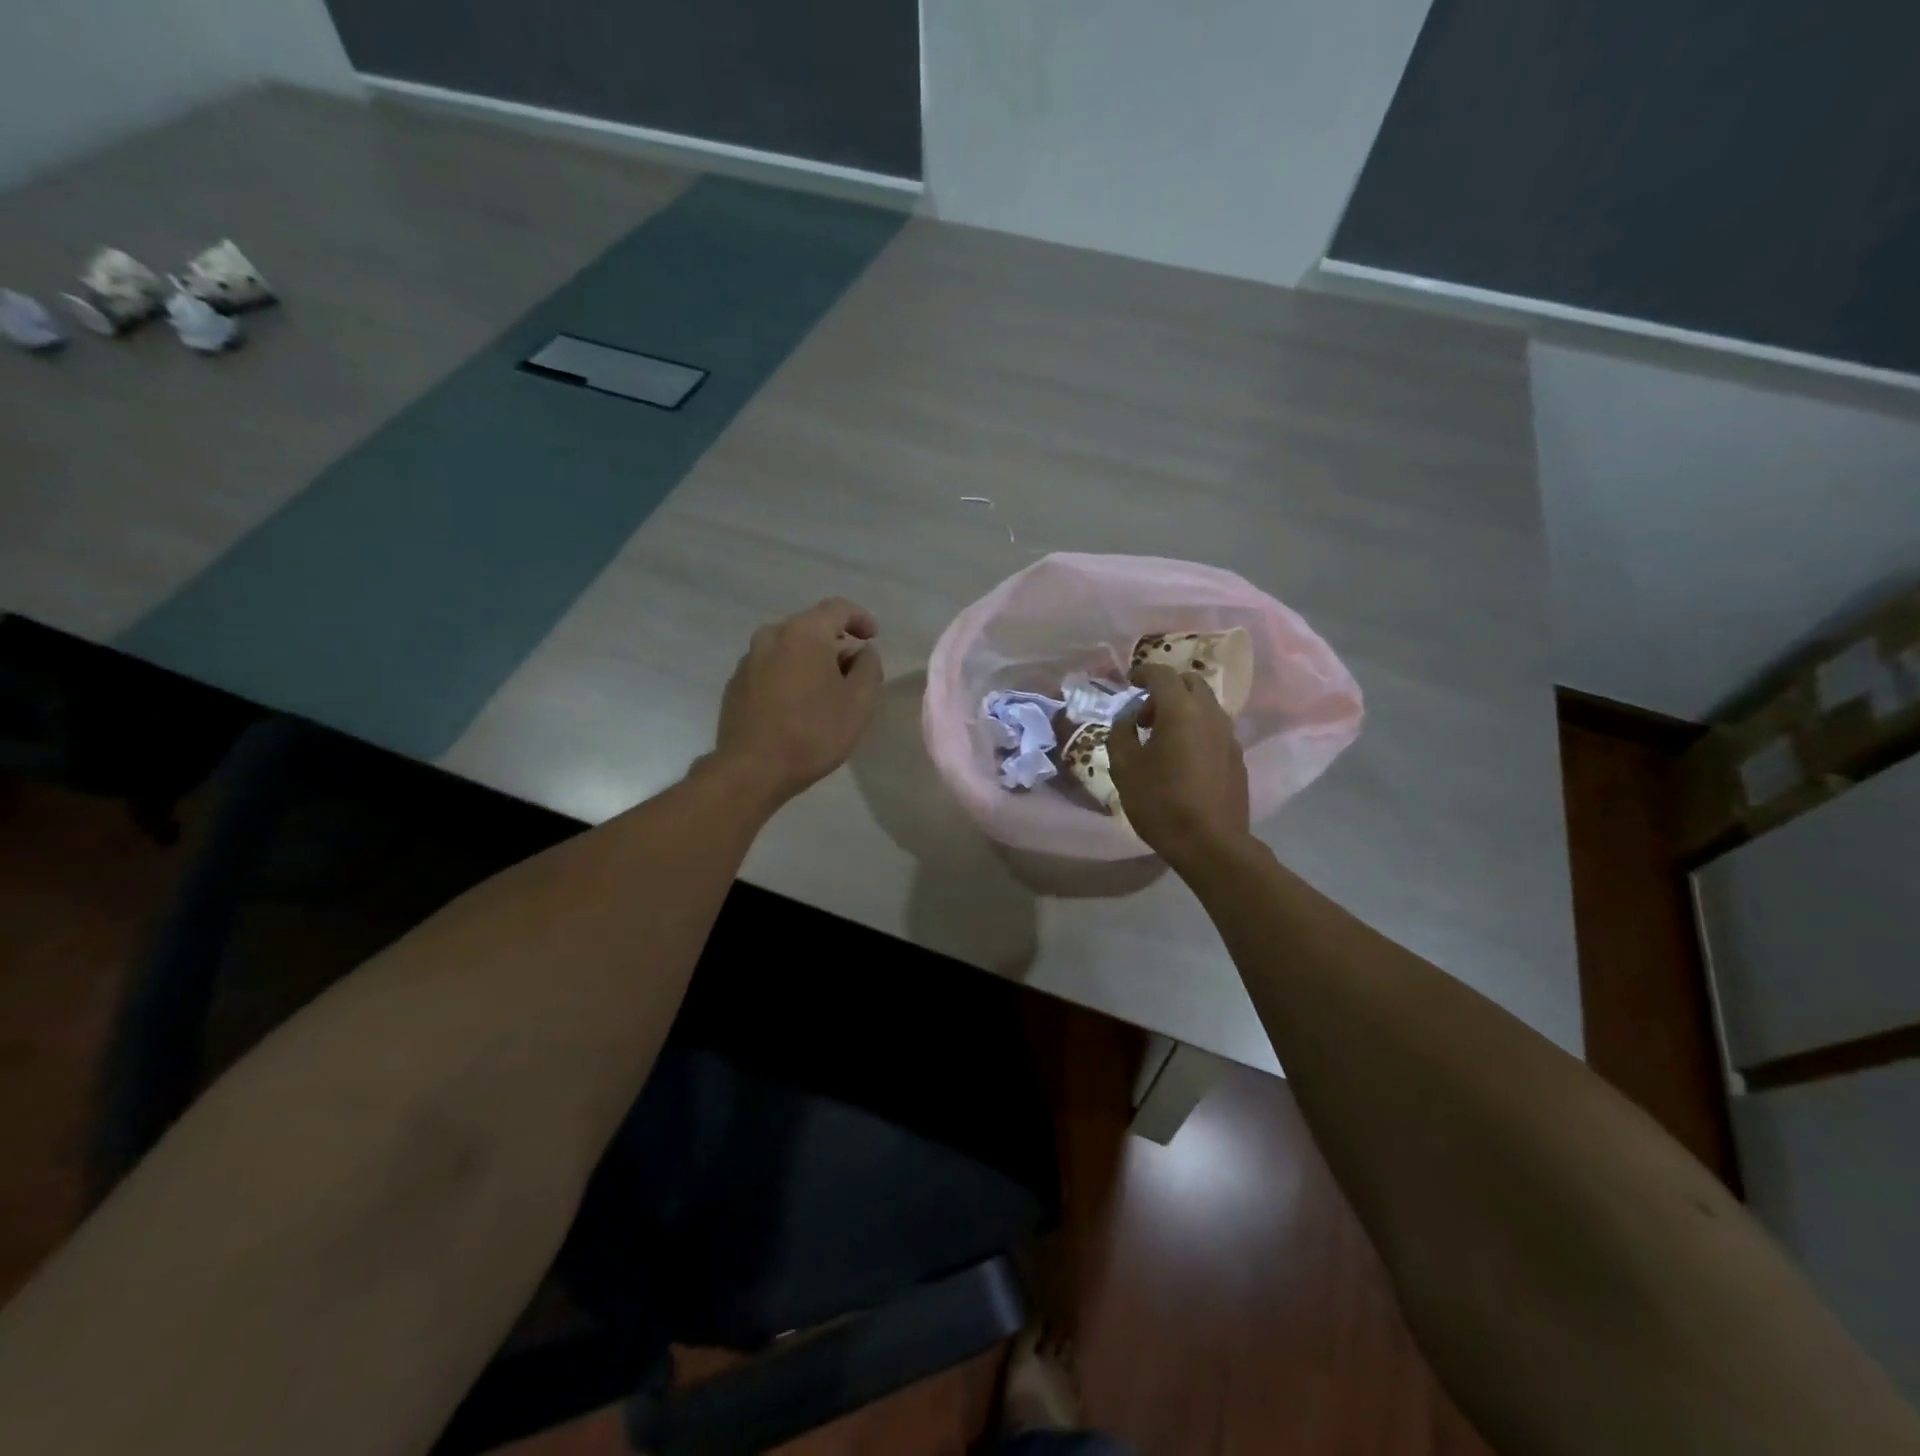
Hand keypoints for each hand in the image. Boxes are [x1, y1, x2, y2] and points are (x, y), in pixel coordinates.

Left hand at [709, 598, 882, 806]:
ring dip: (811, 661)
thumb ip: (869, 668)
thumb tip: (863, 652)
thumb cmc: (813, 733)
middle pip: (811, 627)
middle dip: (836, 644)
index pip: (838, 608)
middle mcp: (772, 636)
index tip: (873, 637)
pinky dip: (789, 675)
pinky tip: (798, 705)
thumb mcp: (859, 703)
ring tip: (826, 691)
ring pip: (789, 648)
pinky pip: (771, 668)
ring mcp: (749, 660)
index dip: (860, 618)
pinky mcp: (736, 684)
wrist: (752, 770)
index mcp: (804, 633)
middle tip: (854, 672)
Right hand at [1108, 664, 1250, 866]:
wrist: (1211, 844)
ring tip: (1162, 737)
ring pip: (1206, 705)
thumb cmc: (1160, 803)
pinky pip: (1215, 728)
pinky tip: (1183, 758)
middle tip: (1145, 714)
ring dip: (1183, 709)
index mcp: (1180, 710)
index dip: (1143, 672)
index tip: (1130, 681)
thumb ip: (1121, 733)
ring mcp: (1229, 735)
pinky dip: (1197, 728)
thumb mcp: (1124, 768)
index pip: (1162, 674)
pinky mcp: (1237, 757)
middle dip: (1166, 689)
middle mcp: (1210, 714)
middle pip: (1190, 682)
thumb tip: (1129, 719)